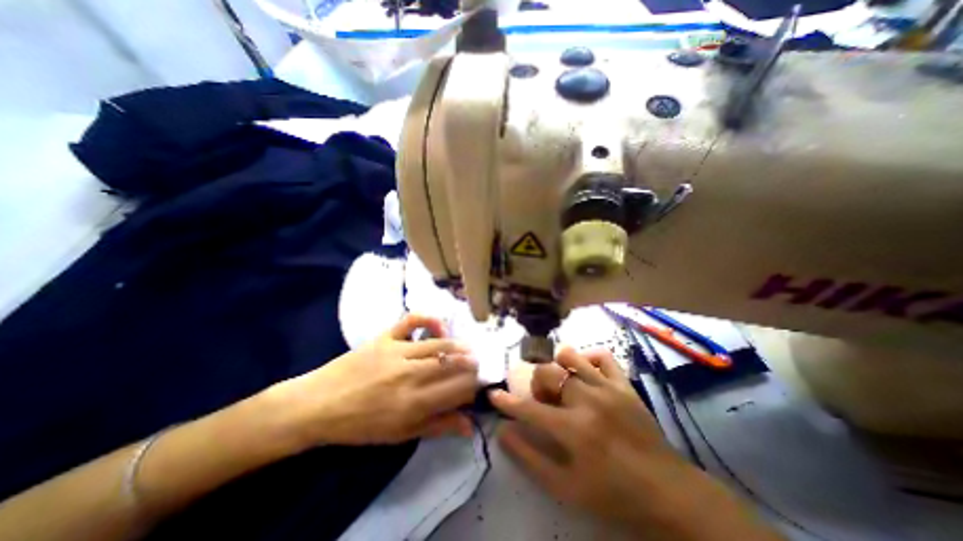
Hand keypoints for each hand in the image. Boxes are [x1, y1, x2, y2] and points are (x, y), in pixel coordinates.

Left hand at [274, 312, 476, 448]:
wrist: (318, 405)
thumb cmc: (360, 425)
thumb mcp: (399, 435)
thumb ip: (437, 426)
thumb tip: (469, 426)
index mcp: (413, 404)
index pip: (457, 389)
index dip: (472, 386)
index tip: (476, 386)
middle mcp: (409, 375)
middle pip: (452, 365)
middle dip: (470, 365)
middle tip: (476, 366)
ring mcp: (397, 352)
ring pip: (438, 344)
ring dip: (459, 346)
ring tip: (468, 349)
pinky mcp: (385, 337)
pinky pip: (412, 320)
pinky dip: (429, 319)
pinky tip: (439, 327)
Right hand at [491, 349, 781, 538]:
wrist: (668, 491)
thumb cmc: (613, 493)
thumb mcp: (566, 488)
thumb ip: (530, 458)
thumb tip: (503, 433)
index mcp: (573, 430)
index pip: (528, 410)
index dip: (506, 402)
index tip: (493, 394)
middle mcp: (588, 401)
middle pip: (547, 373)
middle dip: (537, 385)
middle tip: (544, 401)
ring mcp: (608, 388)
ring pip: (570, 357)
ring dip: (558, 367)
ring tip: (563, 384)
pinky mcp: (624, 384)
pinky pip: (602, 356)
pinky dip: (588, 359)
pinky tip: (586, 373)